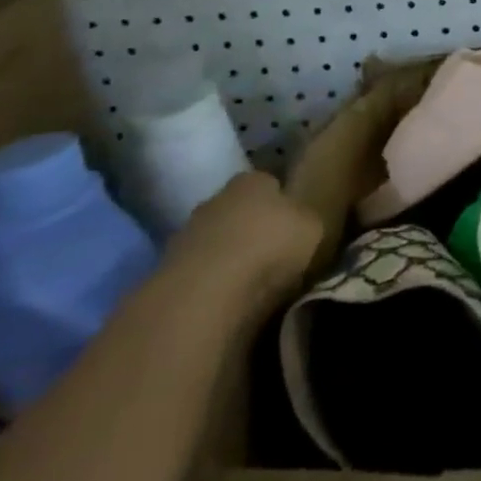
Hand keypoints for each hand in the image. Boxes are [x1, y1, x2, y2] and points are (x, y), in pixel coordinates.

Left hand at [164, 170, 326, 320]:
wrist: (206, 294)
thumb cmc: (269, 246)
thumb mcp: (314, 227)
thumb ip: (308, 220)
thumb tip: (303, 222)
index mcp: (252, 180)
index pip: (270, 182)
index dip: (283, 202)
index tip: (295, 223)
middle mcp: (216, 199)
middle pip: (239, 211)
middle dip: (254, 228)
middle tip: (276, 253)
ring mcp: (186, 235)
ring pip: (217, 241)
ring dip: (231, 257)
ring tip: (253, 283)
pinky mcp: (167, 272)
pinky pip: (201, 273)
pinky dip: (213, 283)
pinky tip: (229, 299)